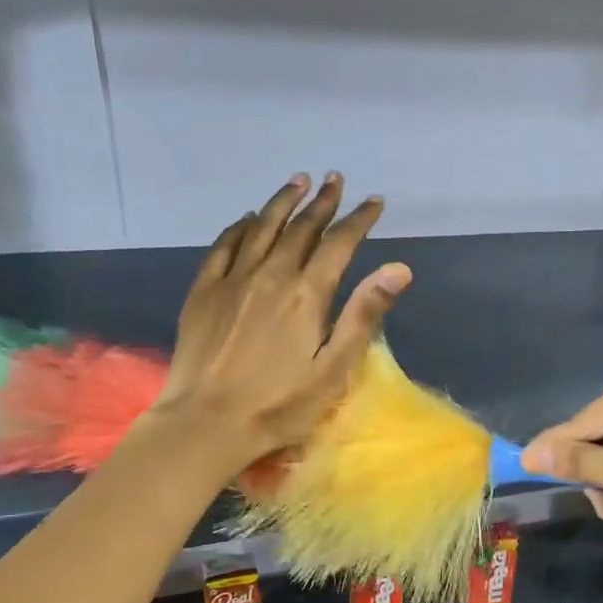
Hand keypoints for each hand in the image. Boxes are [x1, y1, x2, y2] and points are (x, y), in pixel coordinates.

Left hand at [153, 173, 410, 472]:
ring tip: (298, 181)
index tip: (373, 202)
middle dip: (322, 202)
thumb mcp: (334, 369)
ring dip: (282, 202)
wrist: (207, 422)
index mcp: (307, 294)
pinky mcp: (204, 292)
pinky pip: (224, 246)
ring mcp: (233, 280)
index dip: (358, 219)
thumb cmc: (279, 405)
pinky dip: (239, 227)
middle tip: (335, 180)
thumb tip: (398, 268)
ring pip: (261, 227)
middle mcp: (271, 275)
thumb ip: (364, 315)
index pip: (339, 243)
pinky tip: (246, 219)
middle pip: (301, 228)